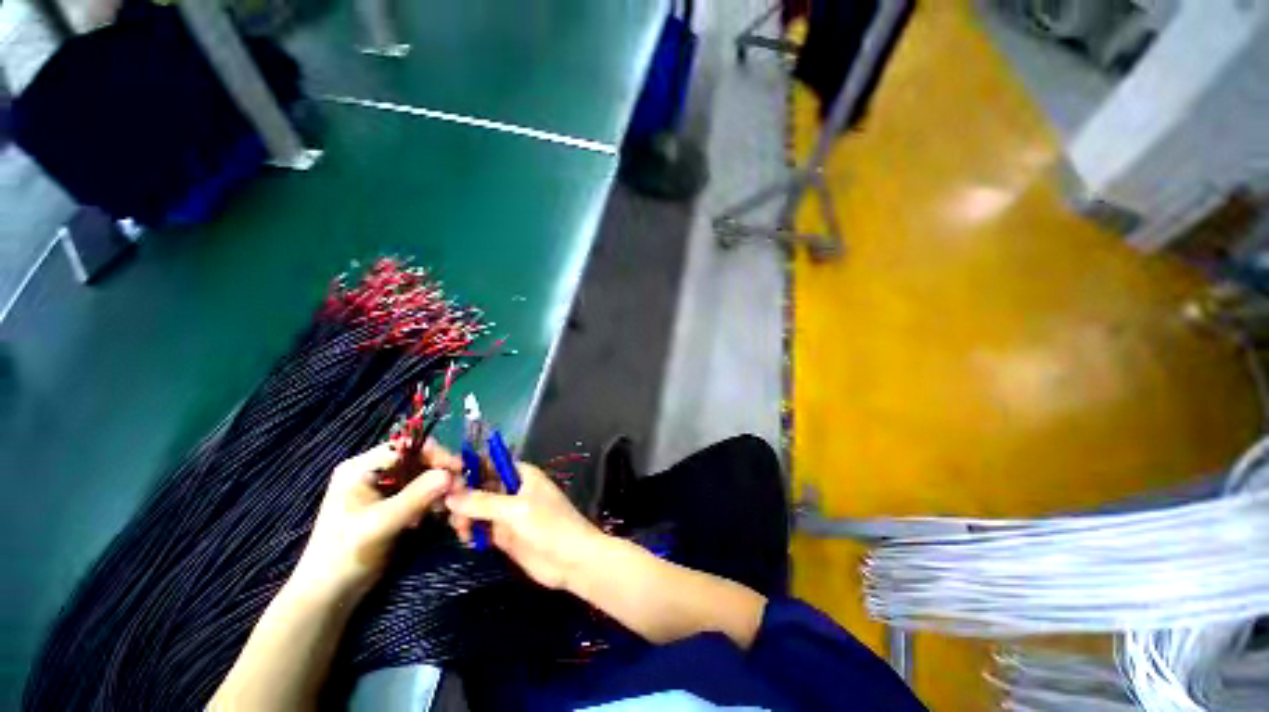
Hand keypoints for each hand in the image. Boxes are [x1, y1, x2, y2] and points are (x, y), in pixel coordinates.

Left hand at [290, 441, 462, 601]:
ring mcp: (386, 490)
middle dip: (441, 474)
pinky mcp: (395, 506)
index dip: (435, 455)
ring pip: (425, 477)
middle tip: (460, 491)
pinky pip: (423, 494)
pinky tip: (441, 515)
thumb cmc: (344, 555)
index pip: (407, 447)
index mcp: (362, 468)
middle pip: (419, 461)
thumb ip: (414, 497)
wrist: (330, 595)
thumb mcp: (378, 525)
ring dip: (441, 490)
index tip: (458, 470)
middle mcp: (375, 472)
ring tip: (451, 507)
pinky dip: (436, 501)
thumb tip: (451, 474)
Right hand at [445, 461, 605, 590]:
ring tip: (461, 530)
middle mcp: (513, 490)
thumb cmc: (549, 526)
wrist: (571, 560)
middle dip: (462, 495)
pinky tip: (467, 539)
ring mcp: (508, 513)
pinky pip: (482, 527)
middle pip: (480, 486)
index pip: (489, 463)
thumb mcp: (516, 510)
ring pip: (478, 508)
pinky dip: (472, 531)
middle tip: (447, 511)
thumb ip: (482, 502)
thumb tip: (449, 495)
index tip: (442, 478)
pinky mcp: (505, 535)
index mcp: (521, 474)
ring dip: (465, 516)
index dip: (468, 468)